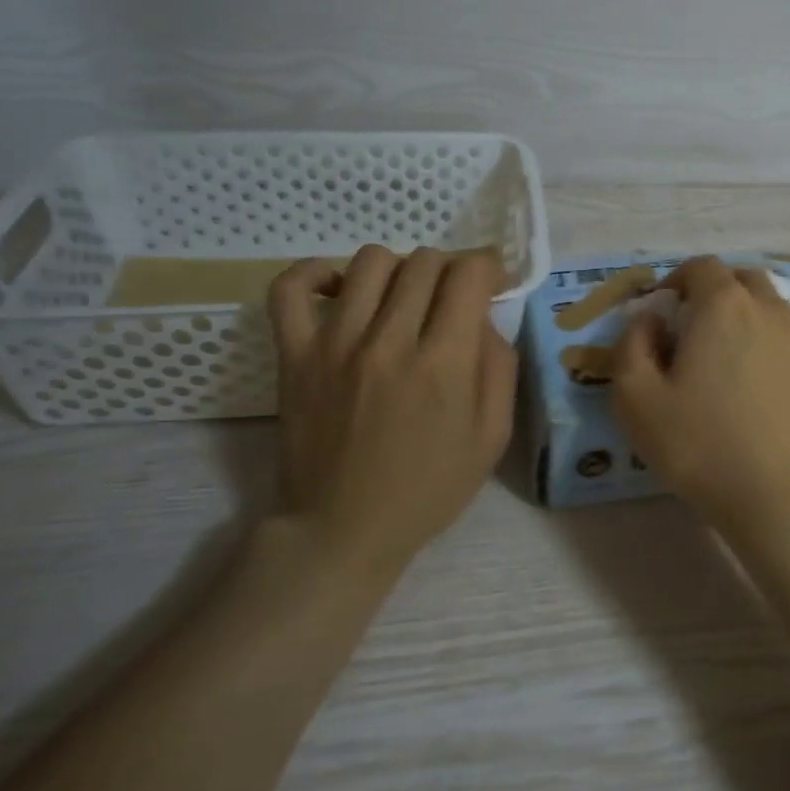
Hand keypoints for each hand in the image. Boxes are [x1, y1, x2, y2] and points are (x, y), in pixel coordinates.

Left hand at [266, 245, 517, 580]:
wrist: (343, 529)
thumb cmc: (428, 488)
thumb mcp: (492, 437)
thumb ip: (498, 366)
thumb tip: (484, 316)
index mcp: (444, 364)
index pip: (469, 274)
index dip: (488, 268)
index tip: (491, 286)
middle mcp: (390, 341)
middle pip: (425, 261)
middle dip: (451, 270)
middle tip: (452, 300)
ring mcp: (335, 344)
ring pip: (371, 261)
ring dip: (400, 269)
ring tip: (402, 299)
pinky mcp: (294, 354)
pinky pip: (291, 287)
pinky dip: (316, 272)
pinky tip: (341, 288)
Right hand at [612, 256, 789, 545]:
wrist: (776, 496)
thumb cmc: (699, 444)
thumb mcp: (635, 398)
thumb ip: (632, 345)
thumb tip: (651, 319)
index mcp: (721, 305)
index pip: (701, 266)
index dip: (677, 279)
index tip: (663, 309)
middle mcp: (767, 309)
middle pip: (742, 278)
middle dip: (715, 290)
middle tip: (694, 327)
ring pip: (777, 303)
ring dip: (752, 311)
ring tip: (734, 346)